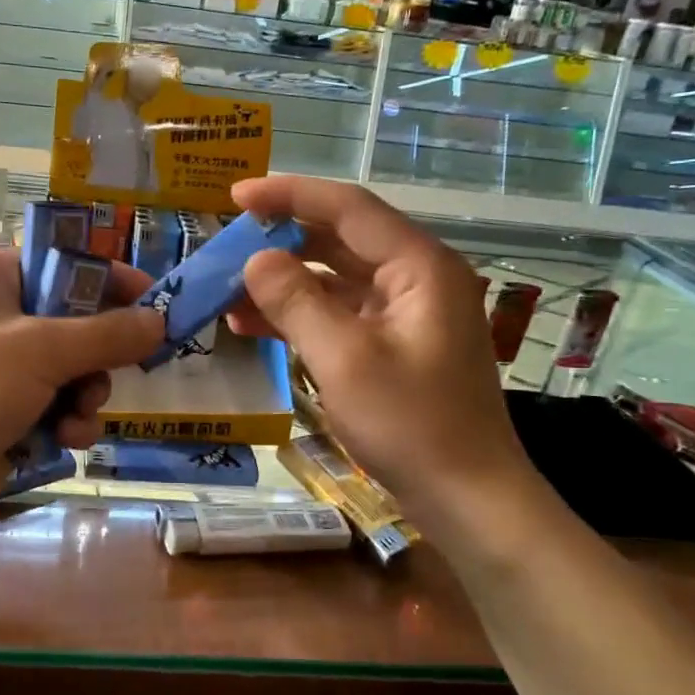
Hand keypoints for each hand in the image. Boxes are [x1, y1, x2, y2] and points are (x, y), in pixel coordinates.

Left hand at [0, 248, 163, 539]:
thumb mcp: (42, 350)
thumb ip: (108, 334)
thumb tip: (160, 320)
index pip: (60, 265)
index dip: (108, 281)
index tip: (153, 301)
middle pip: (69, 323)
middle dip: (97, 354)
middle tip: (119, 369)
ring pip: (65, 371)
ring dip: (84, 395)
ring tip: (79, 415)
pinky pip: (49, 408)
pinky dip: (63, 423)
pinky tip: (66, 441)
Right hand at [225, 176, 535, 512]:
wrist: (468, 499)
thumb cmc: (411, 425)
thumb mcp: (343, 359)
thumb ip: (296, 301)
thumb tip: (255, 259)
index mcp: (419, 267)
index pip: (348, 208)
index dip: (289, 195)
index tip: (235, 195)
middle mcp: (417, 278)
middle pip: (341, 239)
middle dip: (281, 241)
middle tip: (226, 245)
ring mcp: (406, 313)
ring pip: (336, 279)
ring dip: (284, 283)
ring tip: (228, 291)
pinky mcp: (394, 344)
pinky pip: (340, 314)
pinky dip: (300, 315)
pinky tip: (253, 325)